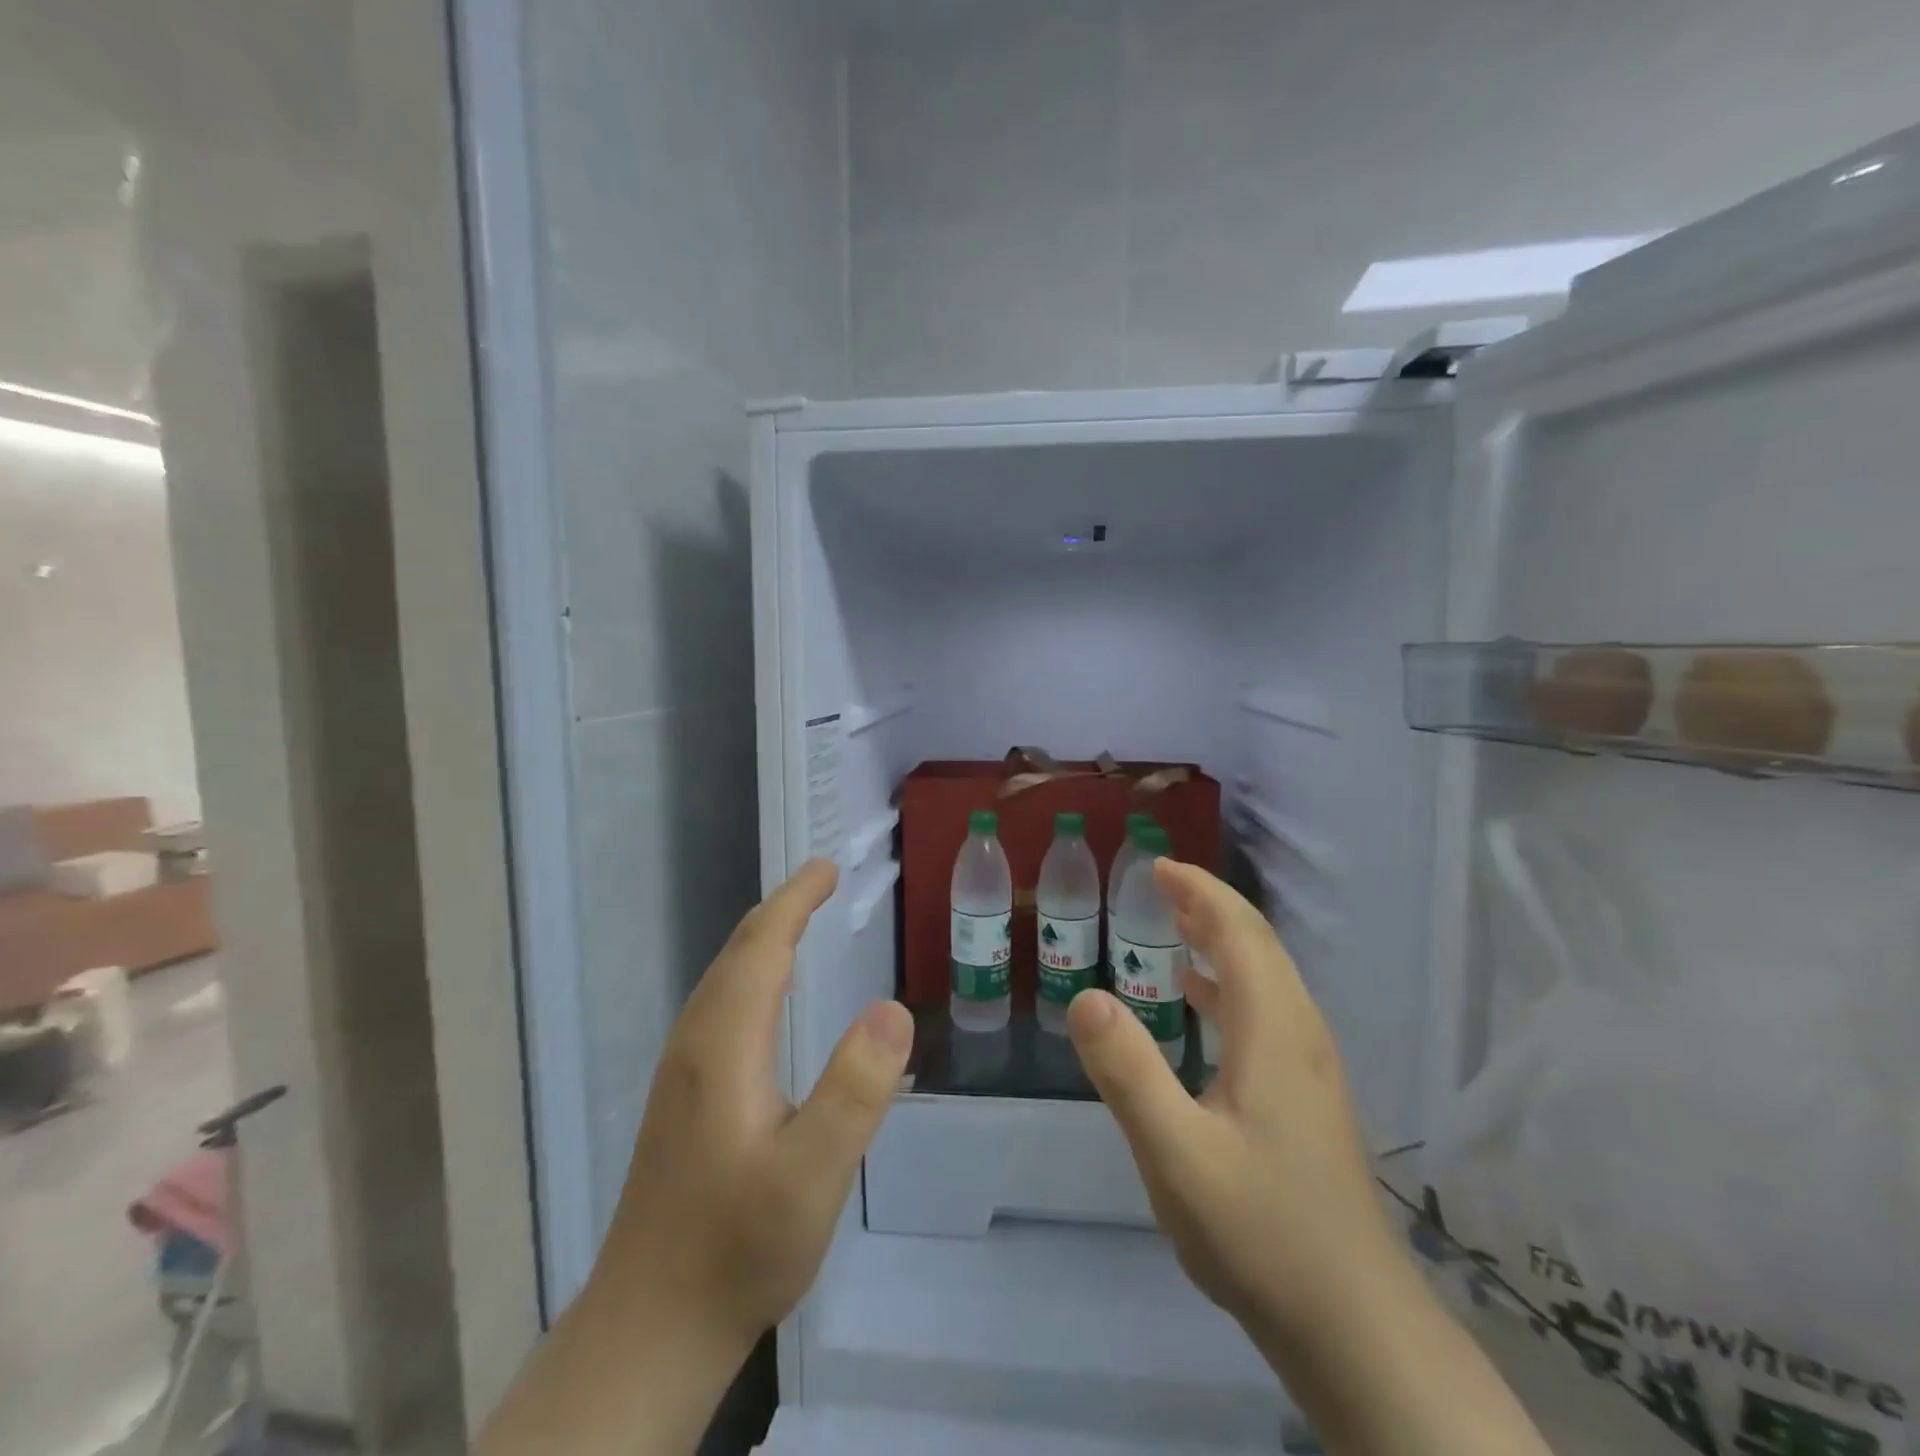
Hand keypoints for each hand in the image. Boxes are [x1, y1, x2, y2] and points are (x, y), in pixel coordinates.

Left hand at [478, 859, 913, 1455]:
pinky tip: (768, 999)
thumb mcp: (813, 1174)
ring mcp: (682, 1074)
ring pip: (723, 981)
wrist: (649, 1330)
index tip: (827, 867)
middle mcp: (695, 1045)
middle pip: (737, 955)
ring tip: (800, 921)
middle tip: (822, 882)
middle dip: (780, 910)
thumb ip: (854, 1089)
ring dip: (763, 940)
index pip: (761, 948)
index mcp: (723, 1046)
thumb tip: (892, 1007)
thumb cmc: (737, 1248)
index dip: (794, 901)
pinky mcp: (683, 1101)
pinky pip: (720, 1008)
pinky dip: (752, 976)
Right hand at [1069, 861, 1550, 1455]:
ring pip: (1265, 976)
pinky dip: (1228, 981)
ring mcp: (1310, 1066)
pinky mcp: (1308, 1094)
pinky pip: (1266, 1008)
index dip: (1200, 892)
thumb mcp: (1176, 1154)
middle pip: (1258, 945)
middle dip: (1209, 906)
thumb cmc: (1261, 1232)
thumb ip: (1129, 1072)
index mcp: (1274, 1030)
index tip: (1157, 867)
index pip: (1240, 933)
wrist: (1354, 1325)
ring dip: (1220, 939)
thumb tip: (1086, 996)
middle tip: (1158, 884)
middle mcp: (1300, 1033)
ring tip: (1173, 924)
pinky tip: (1197, 999)